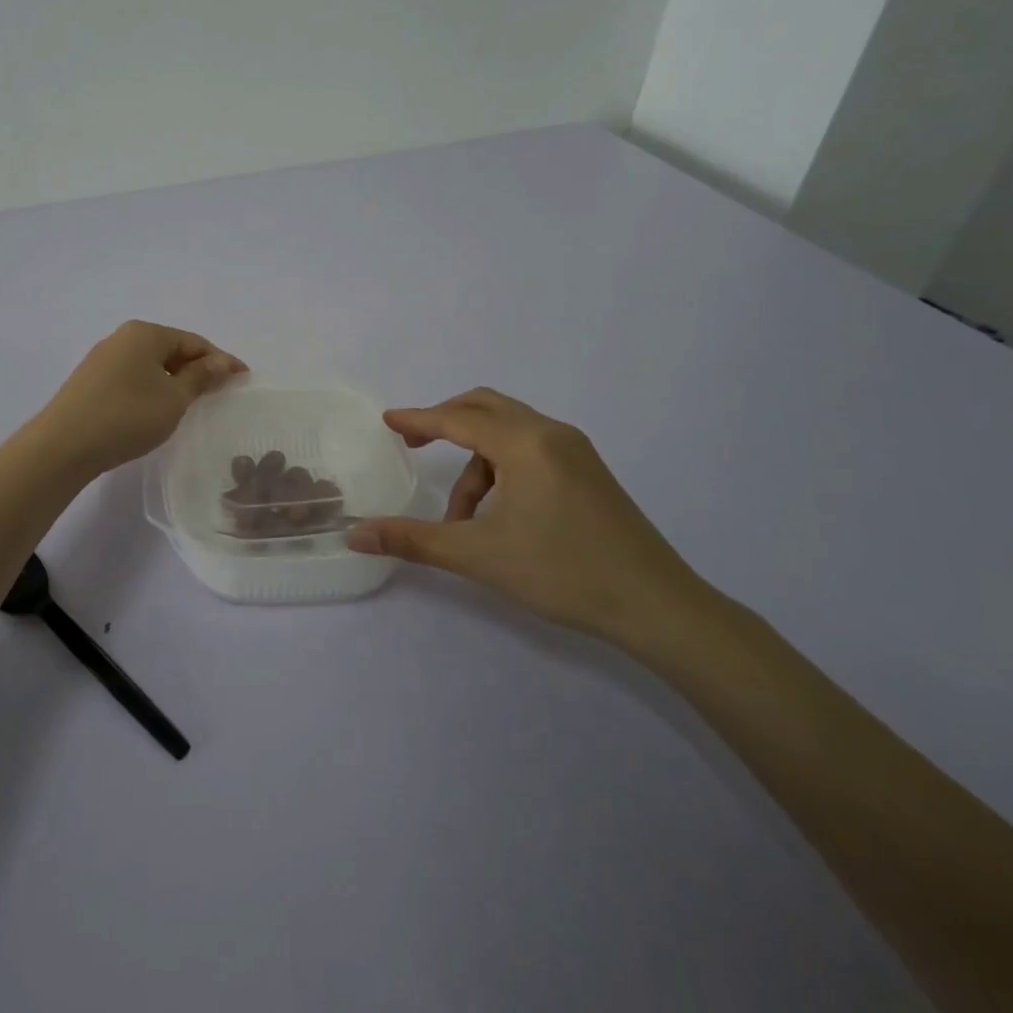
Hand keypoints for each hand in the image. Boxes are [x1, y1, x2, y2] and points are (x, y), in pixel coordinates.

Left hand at [35, 321, 246, 475]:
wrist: (63, 446)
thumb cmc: (127, 416)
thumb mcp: (174, 398)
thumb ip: (201, 377)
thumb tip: (223, 362)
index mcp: (145, 333)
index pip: (193, 342)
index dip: (221, 360)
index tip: (243, 378)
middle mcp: (122, 337)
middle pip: (171, 349)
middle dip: (197, 369)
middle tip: (220, 391)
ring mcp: (102, 359)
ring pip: (150, 364)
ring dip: (174, 380)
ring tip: (191, 402)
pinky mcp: (90, 381)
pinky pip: (132, 377)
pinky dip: (152, 388)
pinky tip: (157, 409)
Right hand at [346, 388, 706, 645]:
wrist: (656, 605)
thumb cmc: (563, 572)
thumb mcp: (479, 555)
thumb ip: (413, 539)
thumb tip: (356, 534)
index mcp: (525, 443)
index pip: (458, 418)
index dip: (419, 419)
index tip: (388, 420)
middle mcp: (551, 433)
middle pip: (485, 407)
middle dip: (445, 423)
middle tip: (414, 445)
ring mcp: (575, 450)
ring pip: (508, 432)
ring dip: (475, 461)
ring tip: (463, 516)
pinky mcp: (588, 470)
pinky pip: (530, 448)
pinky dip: (501, 468)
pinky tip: (499, 514)